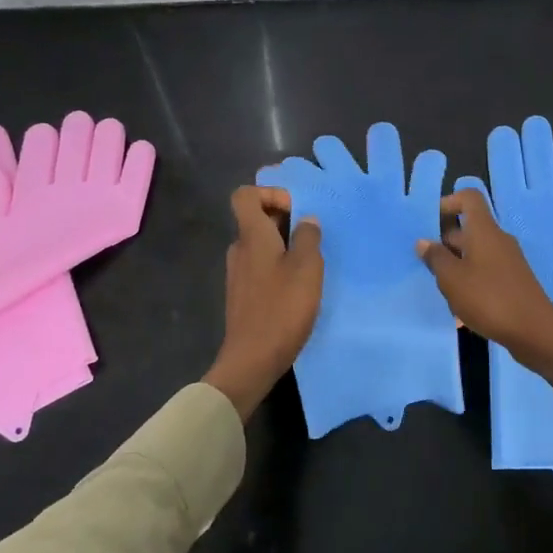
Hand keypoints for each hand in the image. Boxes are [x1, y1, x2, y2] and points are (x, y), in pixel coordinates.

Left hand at [204, 187, 323, 420]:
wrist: (252, 359)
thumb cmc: (282, 308)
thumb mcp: (307, 269)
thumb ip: (308, 238)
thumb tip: (306, 221)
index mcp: (252, 237)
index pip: (246, 195)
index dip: (270, 193)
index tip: (296, 210)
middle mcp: (240, 250)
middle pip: (255, 219)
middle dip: (285, 220)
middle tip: (314, 236)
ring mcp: (238, 274)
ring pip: (261, 245)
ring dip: (285, 246)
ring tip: (312, 263)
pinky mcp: (243, 295)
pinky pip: (261, 267)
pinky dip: (279, 267)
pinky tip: (299, 287)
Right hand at [418, 186, 552, 399]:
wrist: (534, 331)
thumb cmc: (488, 298)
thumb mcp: (452, 279)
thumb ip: (436, 258)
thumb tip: (424, 241)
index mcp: (484, 231)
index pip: (469, 198)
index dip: (448, 203)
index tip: (429, 224)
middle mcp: (498, 239)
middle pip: (469, 228)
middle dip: (445, 242)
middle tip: (426, 264)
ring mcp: (507, 260)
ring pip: (475, 252)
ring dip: (456, 265)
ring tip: (441, 289)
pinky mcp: (512, 280)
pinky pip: (485, 270)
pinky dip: (470, 280)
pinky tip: (460, 304)